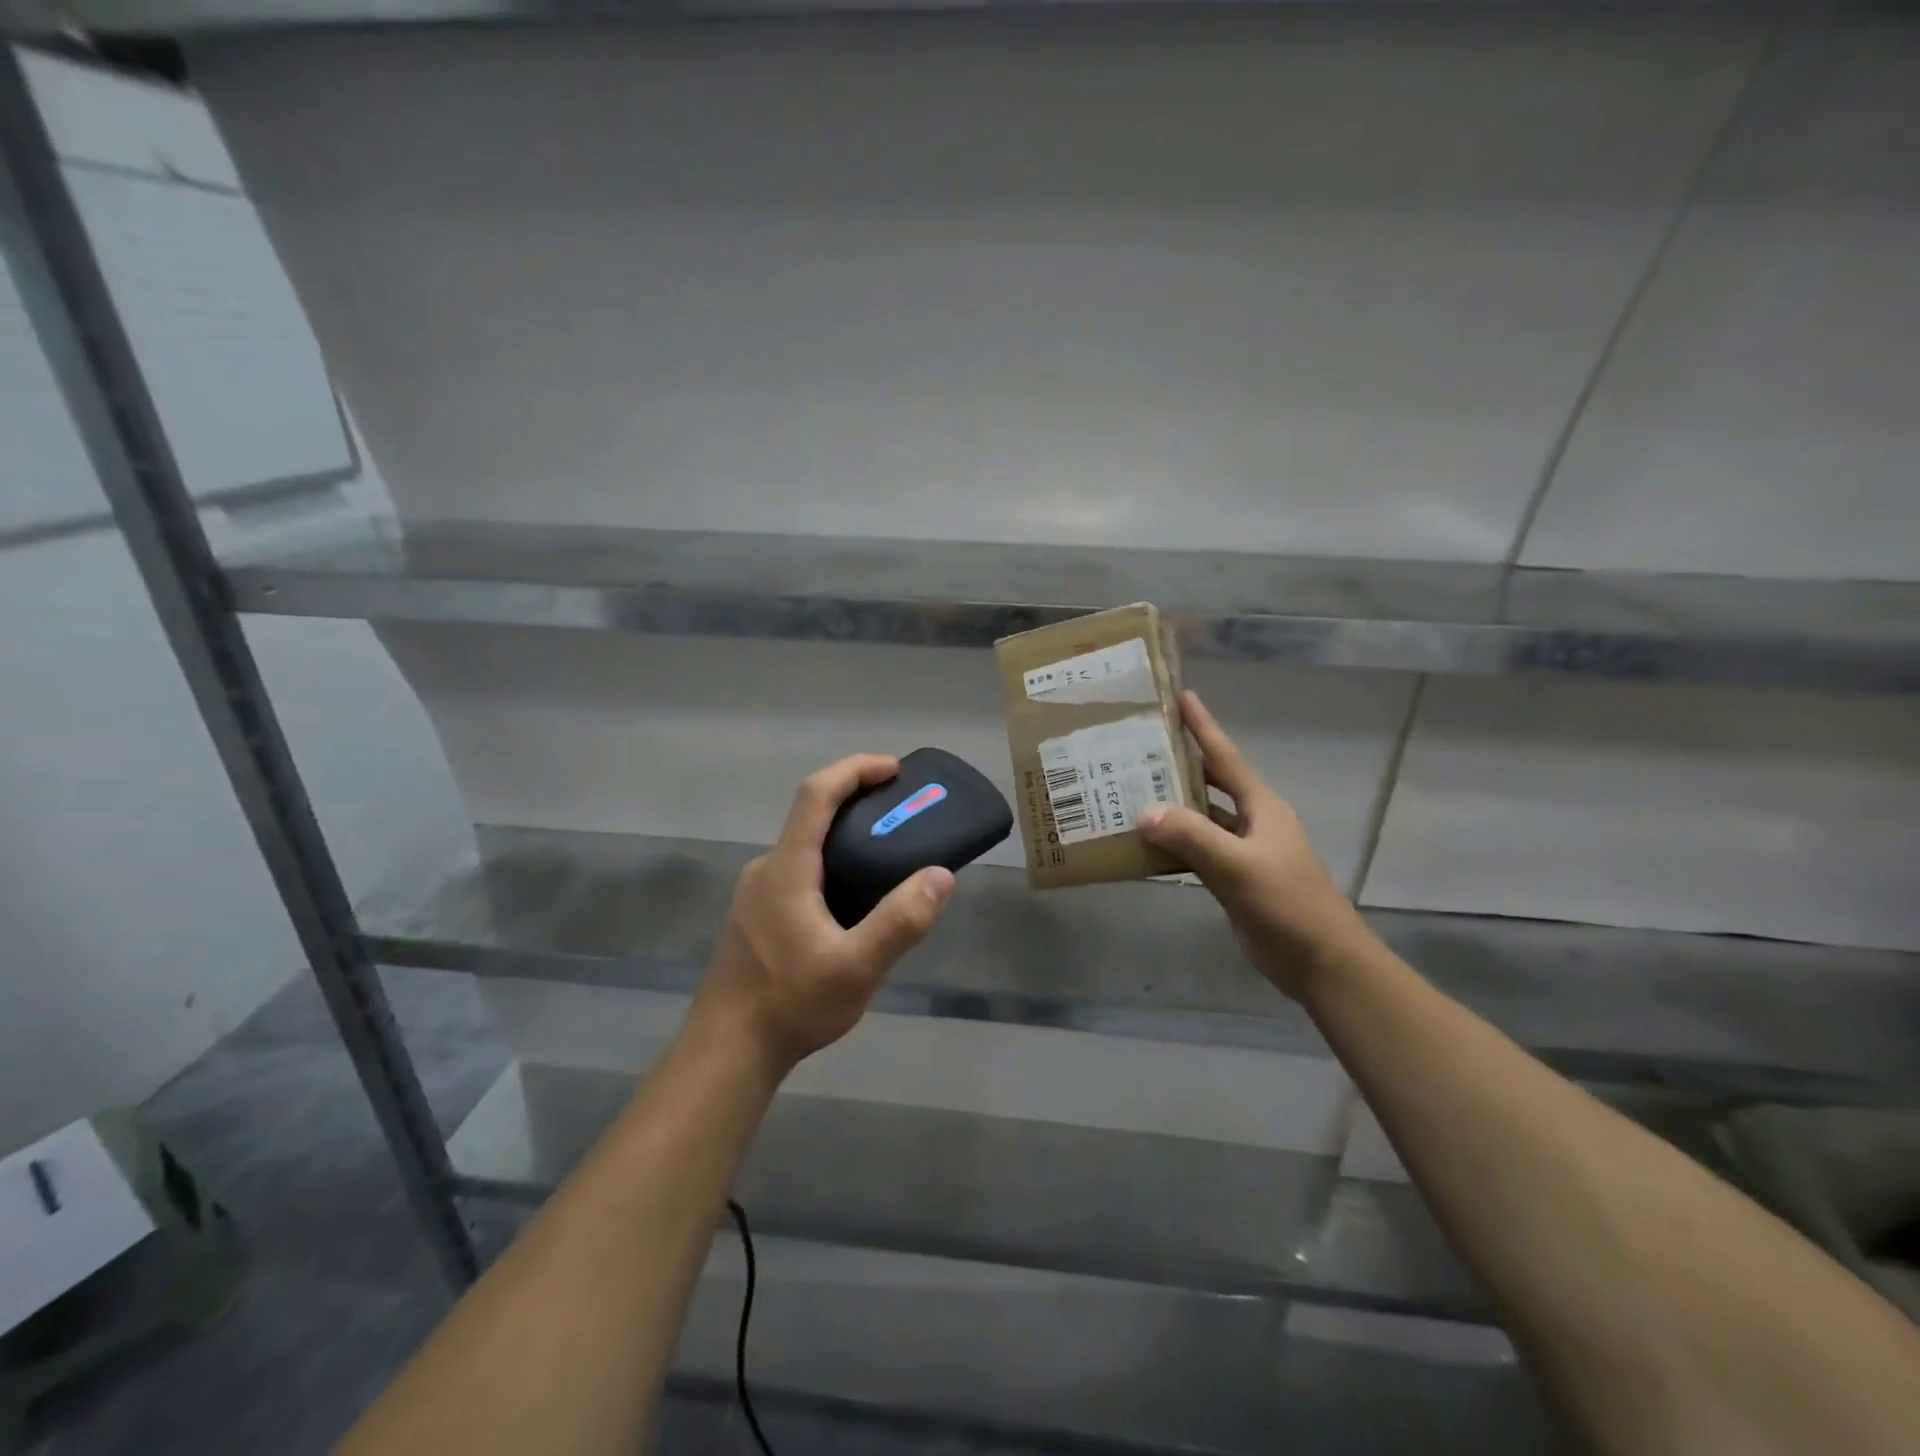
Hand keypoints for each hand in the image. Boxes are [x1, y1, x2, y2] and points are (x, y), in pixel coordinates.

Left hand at [692, 754, 955, 1071]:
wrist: (725, 1052)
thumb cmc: (788, 1004)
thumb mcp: (856, 968)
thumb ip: (900, 922)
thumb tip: (940, 876)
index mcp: (787, 868)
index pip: (816, 793)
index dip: (855, 769)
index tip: (894, 769)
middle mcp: (766, 869)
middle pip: (811, 814)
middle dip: (857, 800)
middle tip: (902, 813)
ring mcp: (755, 893)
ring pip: (804, 845)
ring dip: (844, 835)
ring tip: (887, 856)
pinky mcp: (755, 915)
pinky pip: (798, 870)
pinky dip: (830, 862)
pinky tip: (853, 901)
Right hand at [1138, 691, 1366, 1000]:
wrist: (1320, 961)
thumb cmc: (1287, 903)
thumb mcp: (1239, 866)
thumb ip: (1192, 837)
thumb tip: (1144, 813)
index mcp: (1261, 806)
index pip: (1226, 757)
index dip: (1203, 726)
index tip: (1180, 696)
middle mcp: (1252, 820)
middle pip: (1210, 782)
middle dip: (1179, 763)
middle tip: (1138, 746)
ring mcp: (1243, 850)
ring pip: (1200, 817)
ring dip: (1171, 805)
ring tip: (1130, 789)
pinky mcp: (1234, 877)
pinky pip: (1197, 850)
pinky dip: (1173, 843)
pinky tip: (1144, 843)